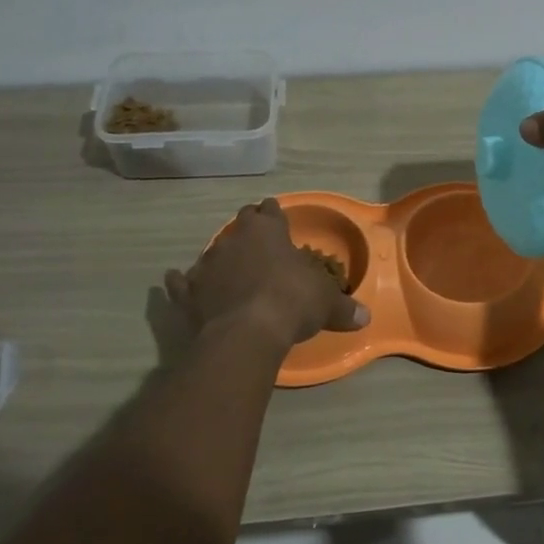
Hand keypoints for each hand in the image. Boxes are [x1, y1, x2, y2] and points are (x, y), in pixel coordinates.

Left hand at [164, 198, 369, 348]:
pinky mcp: (187, 292)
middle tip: (259, 243)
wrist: (247, 333)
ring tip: (229, 269)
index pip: (271, 210)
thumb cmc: (292, 302)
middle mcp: (234, 238)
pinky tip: (177, 280)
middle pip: (240, 224)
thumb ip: (344, 307)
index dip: (275, 214)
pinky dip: (182, 282)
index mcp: (268, 230)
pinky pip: (181, 282)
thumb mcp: (327, 303)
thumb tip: (365, 317)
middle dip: (249, 230)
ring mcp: (206, 264)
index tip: (278, 217)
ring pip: (212, 251)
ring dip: (221, 259)